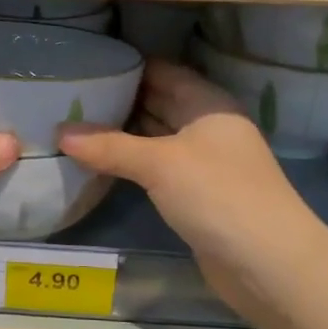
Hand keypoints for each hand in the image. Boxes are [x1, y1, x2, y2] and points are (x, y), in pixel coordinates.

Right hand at [58, 60, 319, 326]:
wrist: (268, 264)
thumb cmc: (218, 195)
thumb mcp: (160, 164)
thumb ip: (109, 146)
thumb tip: (59, 132)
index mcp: (208, 105)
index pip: (163, 72)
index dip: (127, 67)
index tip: (87, 65)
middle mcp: (208, 128)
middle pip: (158, 103)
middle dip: (119, 101)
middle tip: (69, 97)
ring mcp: (204, 164)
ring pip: (155, 138)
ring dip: (121, 135)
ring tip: (74, 125)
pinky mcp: (196, 196)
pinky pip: (157, 169)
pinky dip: (130, 164)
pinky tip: (98, 163)